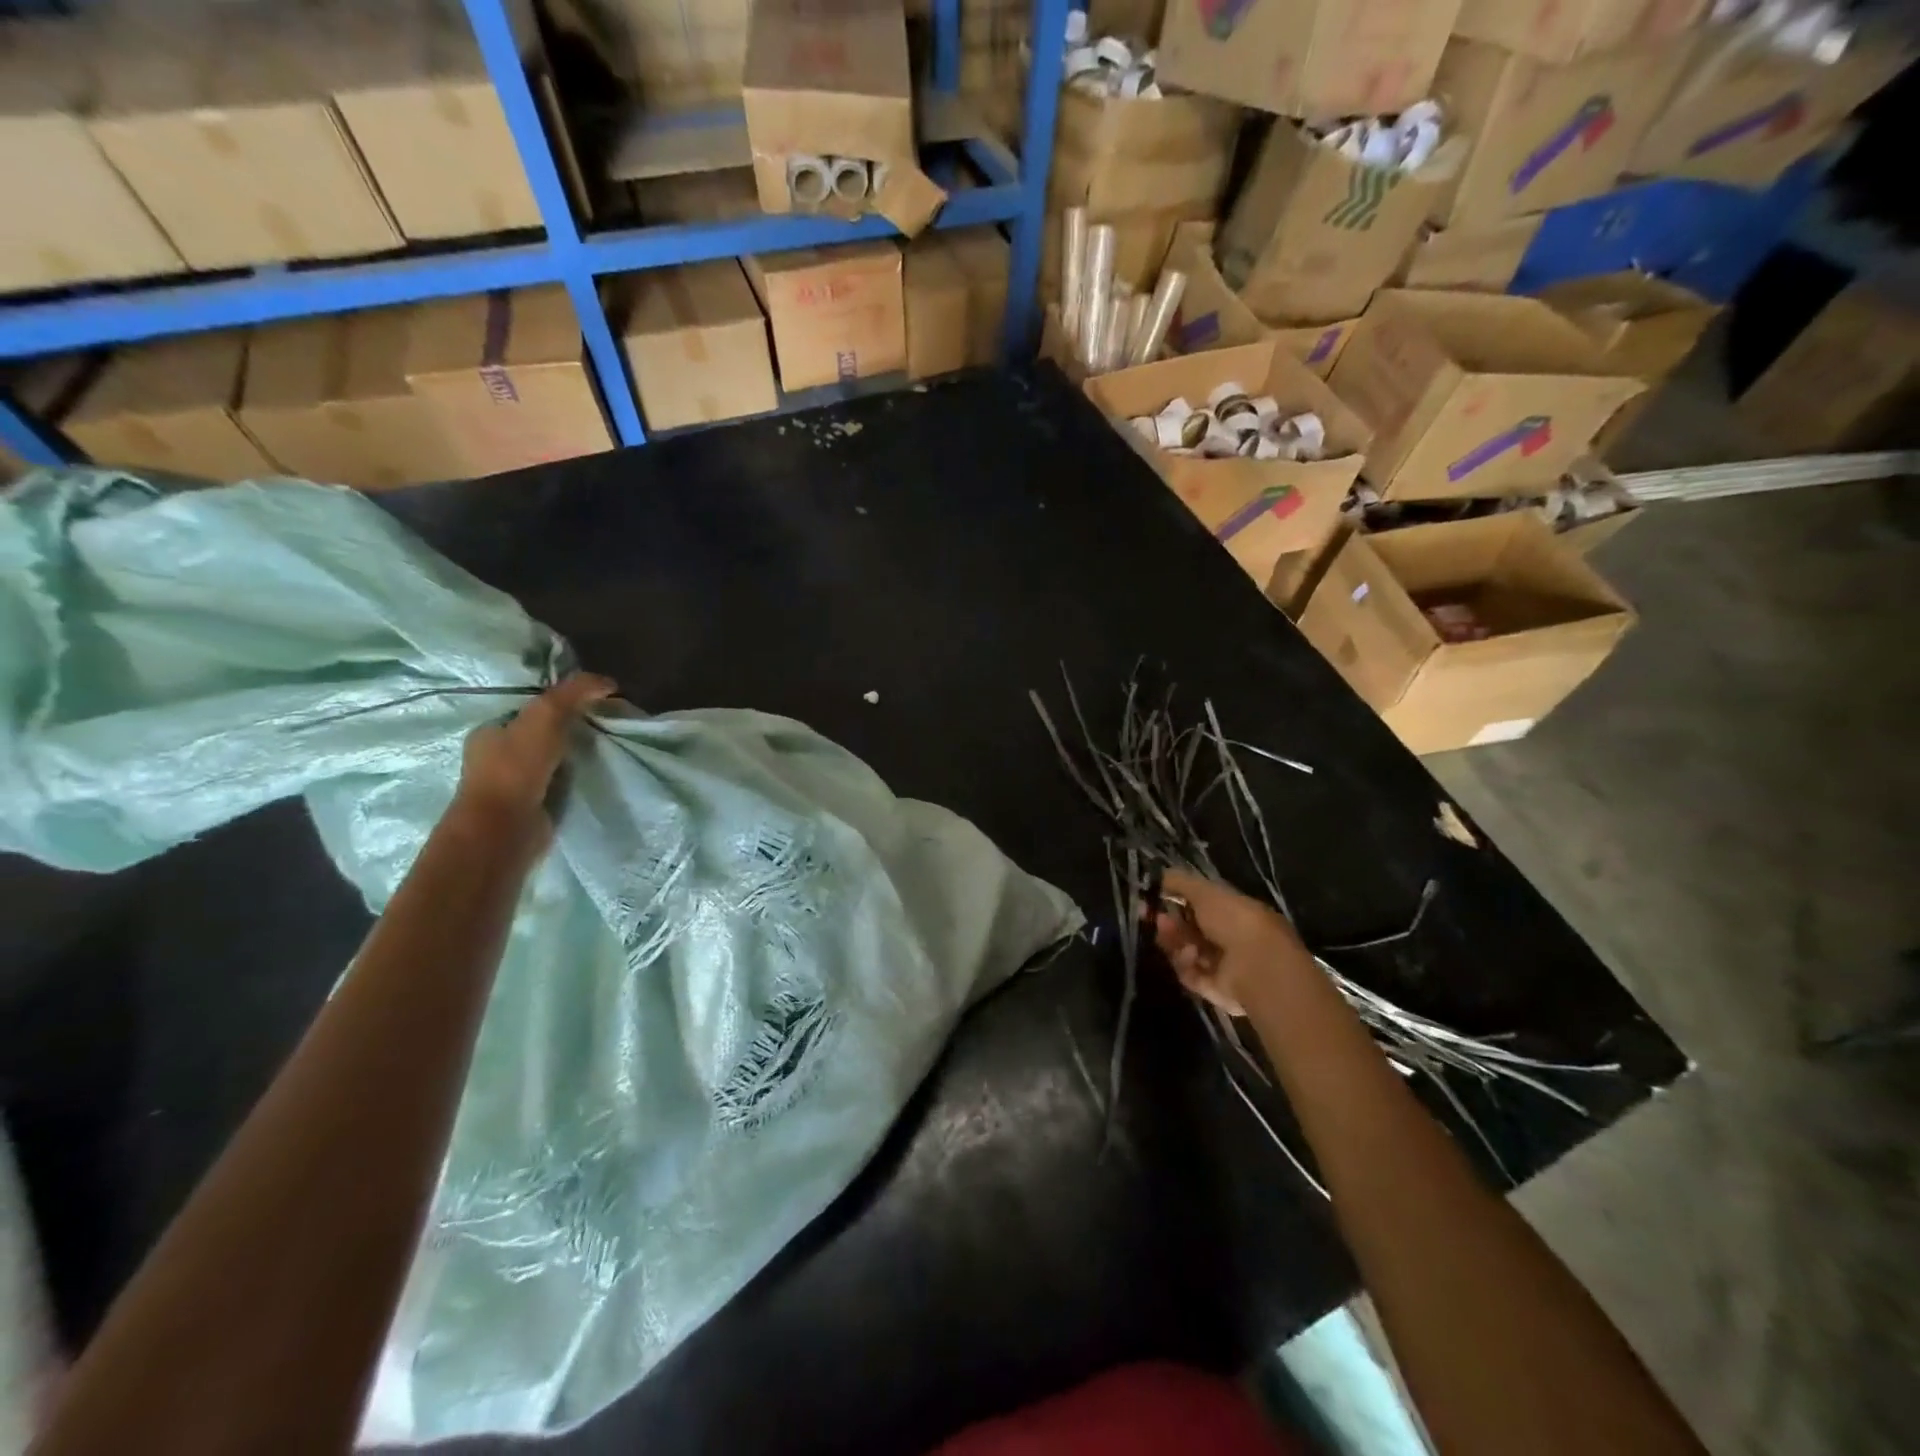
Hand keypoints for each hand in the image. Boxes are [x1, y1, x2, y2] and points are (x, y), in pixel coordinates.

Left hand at [456, 673, 616, 829]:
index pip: (528, 708)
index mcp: (490, 731)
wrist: (505, 828)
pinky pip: (559, 784)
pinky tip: (596, 774)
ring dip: (575, 755)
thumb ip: (573, 693)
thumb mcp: (546, 715)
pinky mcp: (531, 807)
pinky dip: (576, 778)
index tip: (591, 701)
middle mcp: (496, 756)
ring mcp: (512, 785)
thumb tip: (608, 681)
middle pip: (541, 733)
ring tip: (608, 748)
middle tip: (605, 724)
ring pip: (552, 759)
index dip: (559, 701)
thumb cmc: (516, 767)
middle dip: (570, 728)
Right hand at [1147, 868, 1305, 1016]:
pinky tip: (1190, 956)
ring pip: (1186, 951)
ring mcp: (1222, 964)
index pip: (1199, 905)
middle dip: (1170, 922)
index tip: (1154, 897)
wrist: (1257, 966)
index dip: (1175, 900)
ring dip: (1173, 941)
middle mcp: (1229, 937)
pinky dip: (1185, 964)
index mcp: (1232, 910)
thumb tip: (1159, 875)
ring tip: (1167, 934)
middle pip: (1189, 930)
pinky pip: (1190, 973)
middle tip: (1155, 918)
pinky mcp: (1214, 988)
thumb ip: (1180, 881)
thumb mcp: (1205, 891)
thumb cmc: (1234, 920)